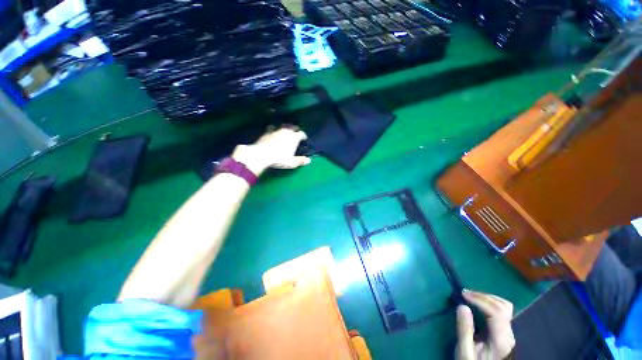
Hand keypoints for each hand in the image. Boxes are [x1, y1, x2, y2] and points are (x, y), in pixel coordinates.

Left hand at [231, 126, 310, 174]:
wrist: (262, 154)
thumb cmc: (280, 159)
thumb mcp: (292, 162)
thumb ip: (301, 161)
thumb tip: (309, 160)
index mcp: (294, 137)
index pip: (301, 134)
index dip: (303, 136)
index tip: (304, 139)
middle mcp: (286, 131)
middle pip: (293, 128)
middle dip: (295, 130)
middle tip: (296, 134)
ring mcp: (276, 130)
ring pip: (282, 127)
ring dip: (285, 129)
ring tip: (285, 133)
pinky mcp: (267, 132)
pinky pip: (272, 129)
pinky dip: (274, 131)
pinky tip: (273, 134)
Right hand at [456, 290, 515, 359]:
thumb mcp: (465, 350)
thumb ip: (464, 329)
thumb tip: (462, 306)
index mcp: (501, 340)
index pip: (497, 312)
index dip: (480, 300)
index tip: (463, 295)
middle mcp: (509, 334)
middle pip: (503, 307)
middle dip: (483, 296)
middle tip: (464, 293)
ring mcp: (508, 332)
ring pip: (504, 306)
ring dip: (487, 297)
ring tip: (470, 296)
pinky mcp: (504, 331)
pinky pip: (500, 310)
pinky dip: (489, 302)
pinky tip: (478, 303)